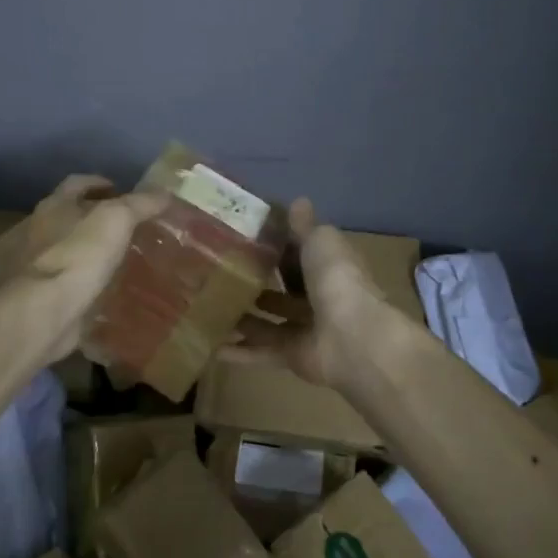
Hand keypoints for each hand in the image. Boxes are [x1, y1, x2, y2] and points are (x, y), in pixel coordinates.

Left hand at [0, 175, 168, 365]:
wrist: (44, 312)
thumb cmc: (78, 255)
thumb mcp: (117, 220)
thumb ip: (140, 204)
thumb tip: (165, 192)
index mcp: (54, 206)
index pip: (76, 183)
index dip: (99, 182)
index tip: (121, 189)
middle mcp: (38, 231)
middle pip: (68, 216)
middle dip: (94, 218)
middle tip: (126, 226)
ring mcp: (36, 266)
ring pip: (68, 250)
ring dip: (90, 251)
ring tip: (120, 258)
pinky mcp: (42, 296)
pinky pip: (68, 282)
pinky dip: (85, 281)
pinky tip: (107, 289)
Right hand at [224, 197, 390, 390]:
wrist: (352, 336)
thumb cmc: (336, 278)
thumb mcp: (320, 241)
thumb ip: (304, 227)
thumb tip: (298, 201)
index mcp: (327, 266)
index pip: (297, 254)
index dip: (273, 247)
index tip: (239, 238)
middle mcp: (317, 297)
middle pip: (281, 288)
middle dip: (254, 282)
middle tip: (214, 273)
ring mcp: (305, 328)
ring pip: (267, 321)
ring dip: (241, 316)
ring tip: (205, 306)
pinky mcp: (292, 356)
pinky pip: (260, 352)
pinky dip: (237, 351)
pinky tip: (210, 346)